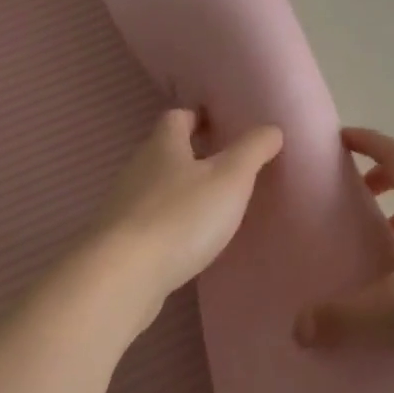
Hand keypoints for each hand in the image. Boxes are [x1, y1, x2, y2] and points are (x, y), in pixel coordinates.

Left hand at [86, 108, 284, 313]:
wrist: (124, 276)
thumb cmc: (181, 217)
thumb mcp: (230, 178)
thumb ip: (253, 150)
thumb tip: (272, 128)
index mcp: (163, 145)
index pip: (178, 116)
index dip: (198, 117)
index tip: (221, 125)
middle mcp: (138, 168)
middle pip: (165, 151)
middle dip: (192, 154)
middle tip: (226, 165)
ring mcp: (125, 205)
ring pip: (157, 186)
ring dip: (181, 190)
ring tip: (212, 204)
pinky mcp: (121, 240)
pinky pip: (150, 219)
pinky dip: (170, 221)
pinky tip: (188, 239)